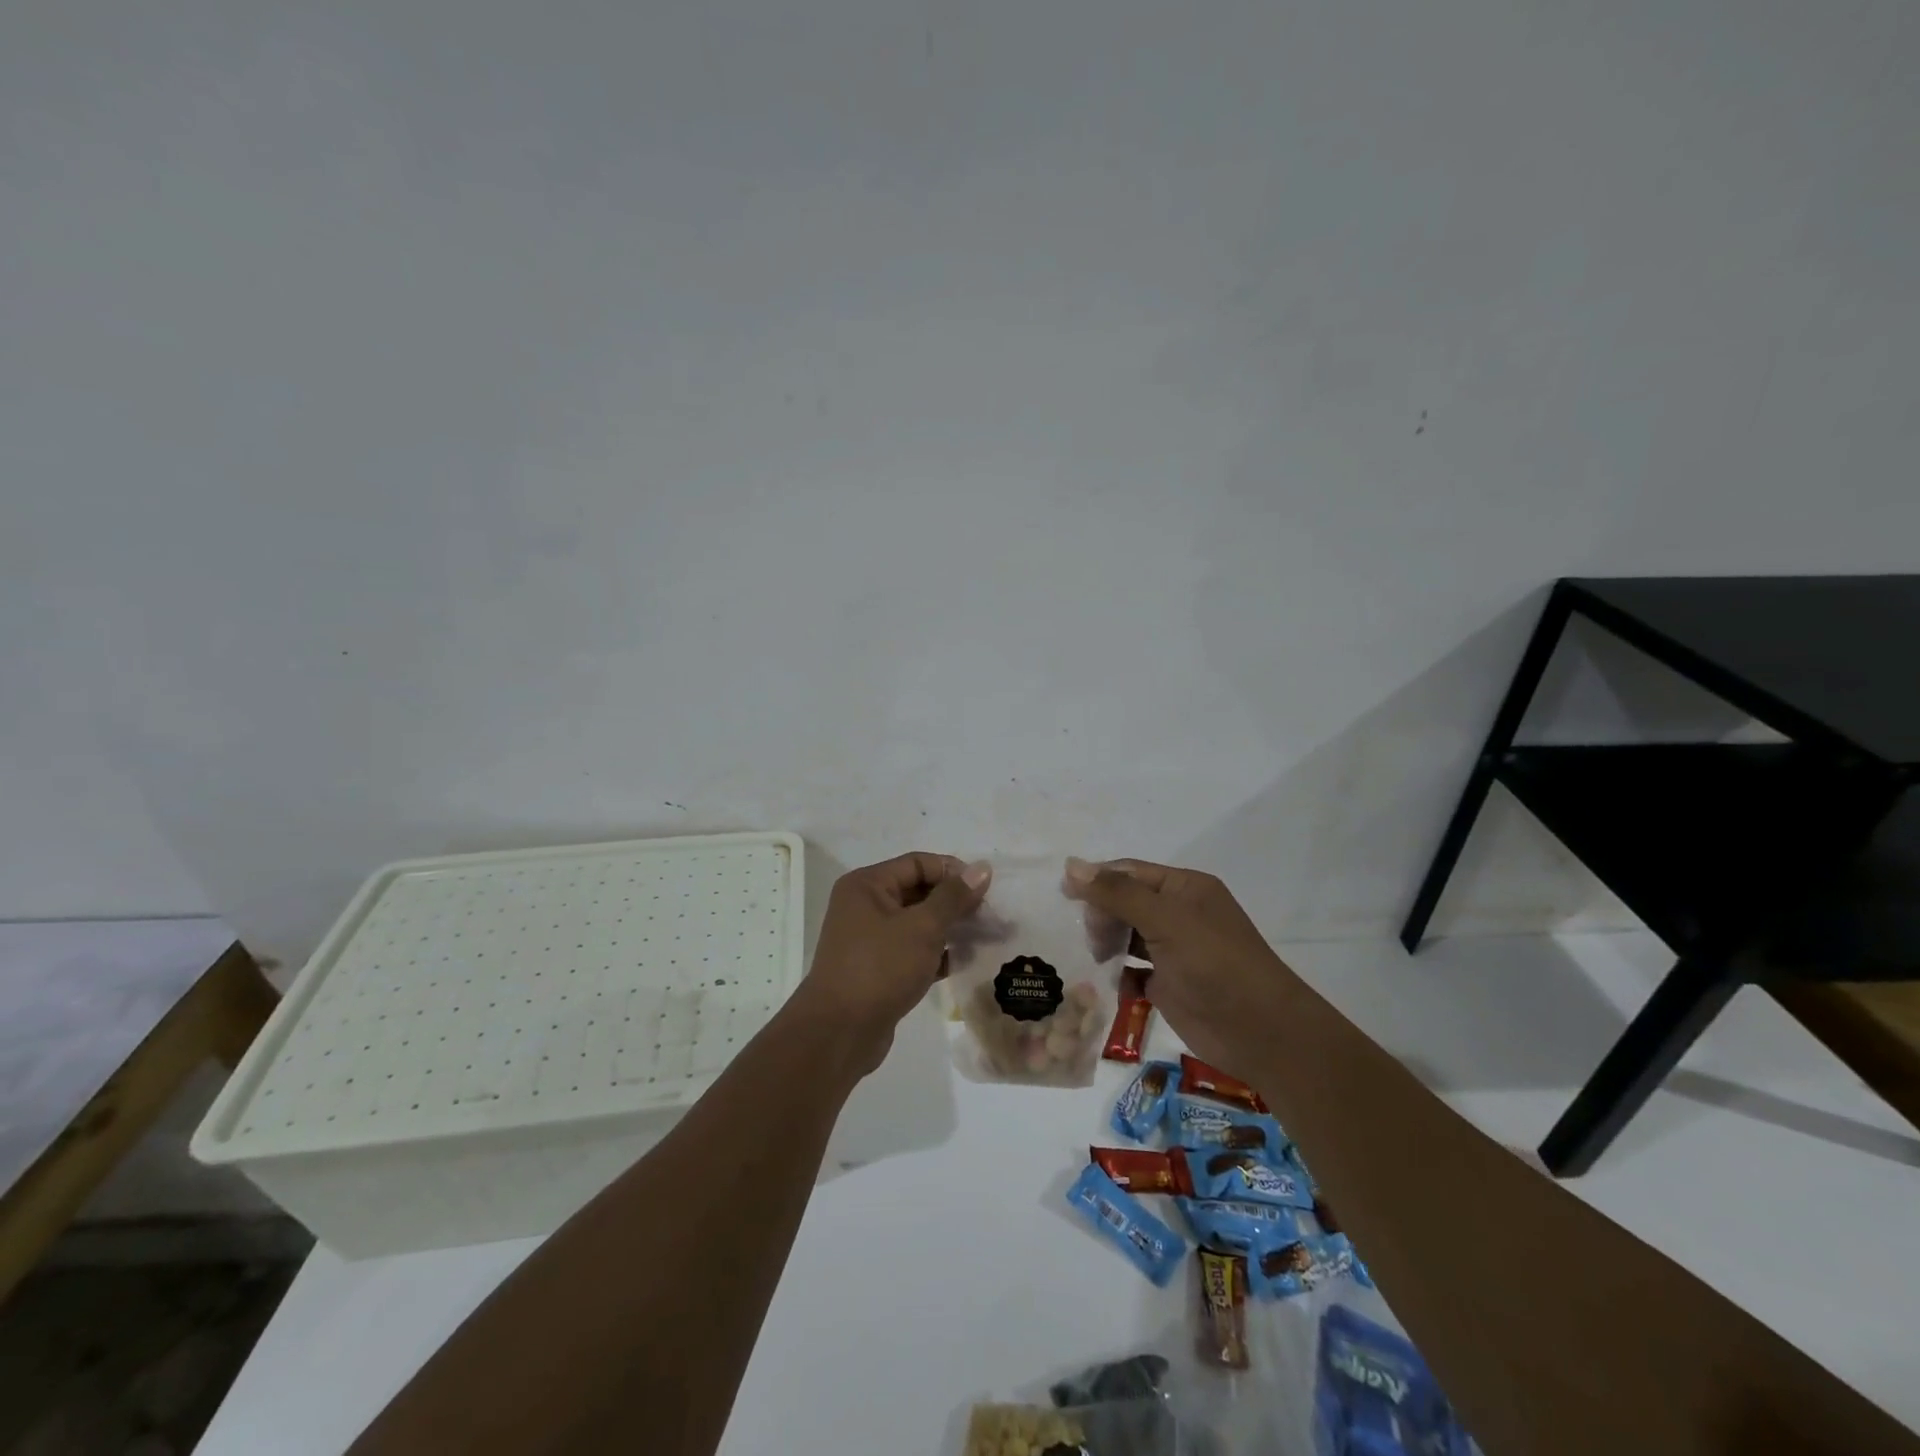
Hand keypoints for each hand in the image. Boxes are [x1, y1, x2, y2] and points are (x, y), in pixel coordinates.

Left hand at [796, 852, 992, 1074]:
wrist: (839, 1033)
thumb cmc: (880, 968)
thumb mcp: (922, 927)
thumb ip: (954, 897)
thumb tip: (982, 867)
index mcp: (867, 885)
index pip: (917, 863)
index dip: (953, 871)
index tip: (986, 889)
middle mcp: (864, 906)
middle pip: (918, 891)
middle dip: (954, 902)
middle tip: (990, 916)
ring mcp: (869, 939)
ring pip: (917, 923)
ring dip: (949, 928)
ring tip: (984, 938)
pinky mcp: (877, 969)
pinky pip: (912, 950)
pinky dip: (936, 953)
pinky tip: (964, 963)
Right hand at [1064, 857, 1292, 1076]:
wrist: (1261, 1033)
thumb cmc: (1215, 964)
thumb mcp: (1165, 920)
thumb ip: (1117, 893)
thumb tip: (1071, 865)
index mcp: (1184, 888)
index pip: (1129, 872)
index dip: (1096, 879)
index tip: (1061, 894)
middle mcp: (1178, 914)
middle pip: (1124, 903)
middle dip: (1101, 915)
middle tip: (1090, 938)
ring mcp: (1172, 951)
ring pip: (1125, 936)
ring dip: (1105, 944)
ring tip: (1094, 958)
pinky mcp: (1167, 985)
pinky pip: (1131, 971)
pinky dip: (1116, 975)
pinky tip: (1104, 983)